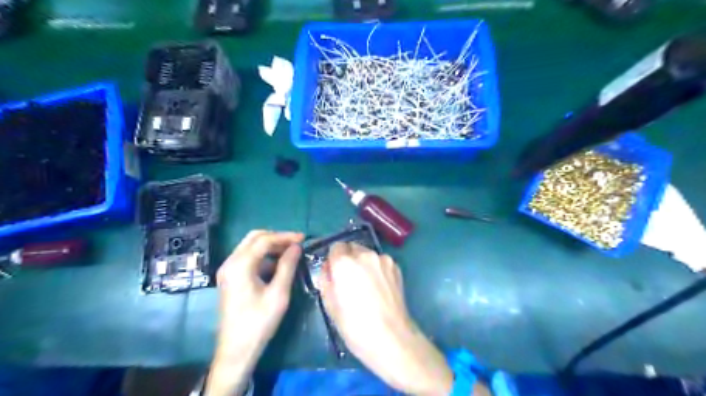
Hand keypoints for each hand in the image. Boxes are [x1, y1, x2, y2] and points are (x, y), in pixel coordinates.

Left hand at [206, 231, 301, 395]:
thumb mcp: (278, 294)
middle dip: (277, 237)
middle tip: (296, 244)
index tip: (303, 239)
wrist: (236, 350)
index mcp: (240, 265)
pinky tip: (277, 265)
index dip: (285, 236)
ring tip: (291, 253)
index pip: (264, 240)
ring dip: (270, 246)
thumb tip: (296, 247)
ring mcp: (228, 270)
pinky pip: (248, 258)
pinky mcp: (230, 278)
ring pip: (250, 246)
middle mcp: (230, 262)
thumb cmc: (259, 323)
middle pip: (254, 238)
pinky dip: (263, 256)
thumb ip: (288, 266)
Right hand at [321, 242, 451, 395]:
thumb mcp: (329, 304)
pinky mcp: (396, 267)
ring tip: (367, 285)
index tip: (335, 273)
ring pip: (367, 254)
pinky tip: (379, 288)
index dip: (333, 260)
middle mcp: (364, 254)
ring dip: (363, 263)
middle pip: (352, 248)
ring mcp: (383, 259)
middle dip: (348, 259)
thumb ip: (325, 279)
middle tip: (350, 280)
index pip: (335, 247)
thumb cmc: (354, 325)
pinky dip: (377, 269)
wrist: (391, 337)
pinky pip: (380, 262)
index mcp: (344, 262)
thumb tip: (328, 268)